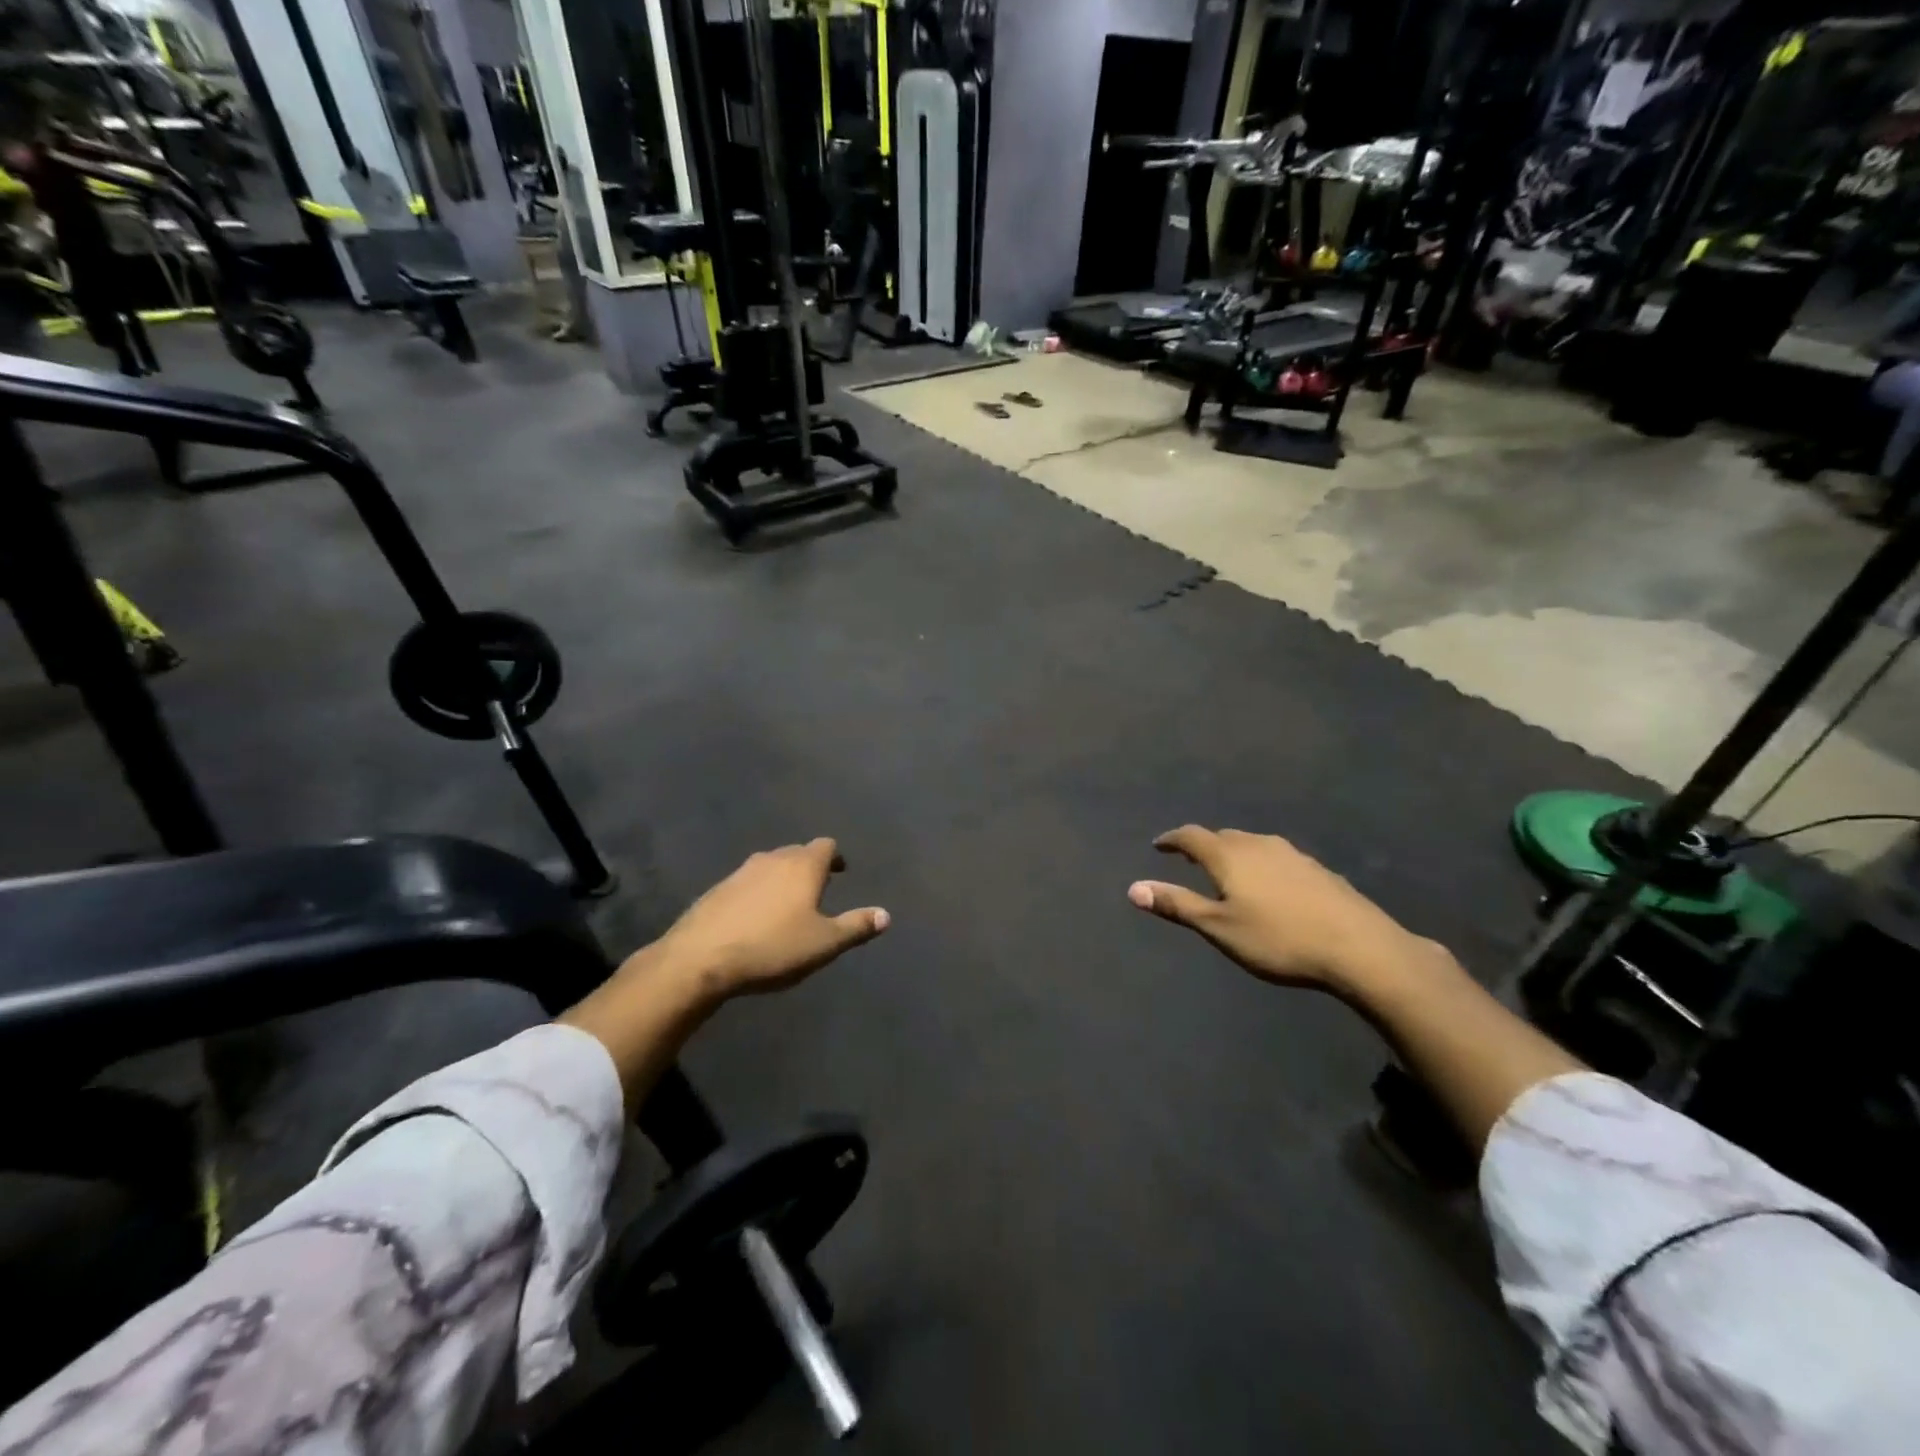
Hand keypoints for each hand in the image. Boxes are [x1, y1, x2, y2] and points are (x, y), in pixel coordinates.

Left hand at [636, 837, 889, 1000]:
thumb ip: (856, 926)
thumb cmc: (773, 947)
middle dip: (810, 866)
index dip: (836, 857)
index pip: (826, 846)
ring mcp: (741, 872)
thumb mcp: (824, 943)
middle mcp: (773, 858)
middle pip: (797, 852)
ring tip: (787, 904)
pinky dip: (757, 892)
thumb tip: (886, 915)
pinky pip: (746, 883)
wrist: (700, 959)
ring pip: (770, 865)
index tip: (840, 872)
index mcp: (803, 866)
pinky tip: (754, 918)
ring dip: (782, 878)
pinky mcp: (717, 889)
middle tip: (818, 889)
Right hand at [1128, 825, 1438, 998]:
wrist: (1360, 948)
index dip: (1172, 839)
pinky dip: (1262, 865)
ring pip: (1253, 845)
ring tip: (1228, 872)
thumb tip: (1133, 888)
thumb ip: (1177, 905)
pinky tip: (1271, 887)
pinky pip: (1277, 858)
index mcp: (1230, 855)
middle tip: (1190, 860)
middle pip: (1223, 837)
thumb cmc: (1278, 939)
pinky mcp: (1319, 870)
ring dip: (1234, 853)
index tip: (1158, 845)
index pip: (1191, 836)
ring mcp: (1293, 855)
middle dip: (1203, 845)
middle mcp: (1259, 845)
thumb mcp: (1219, 928)